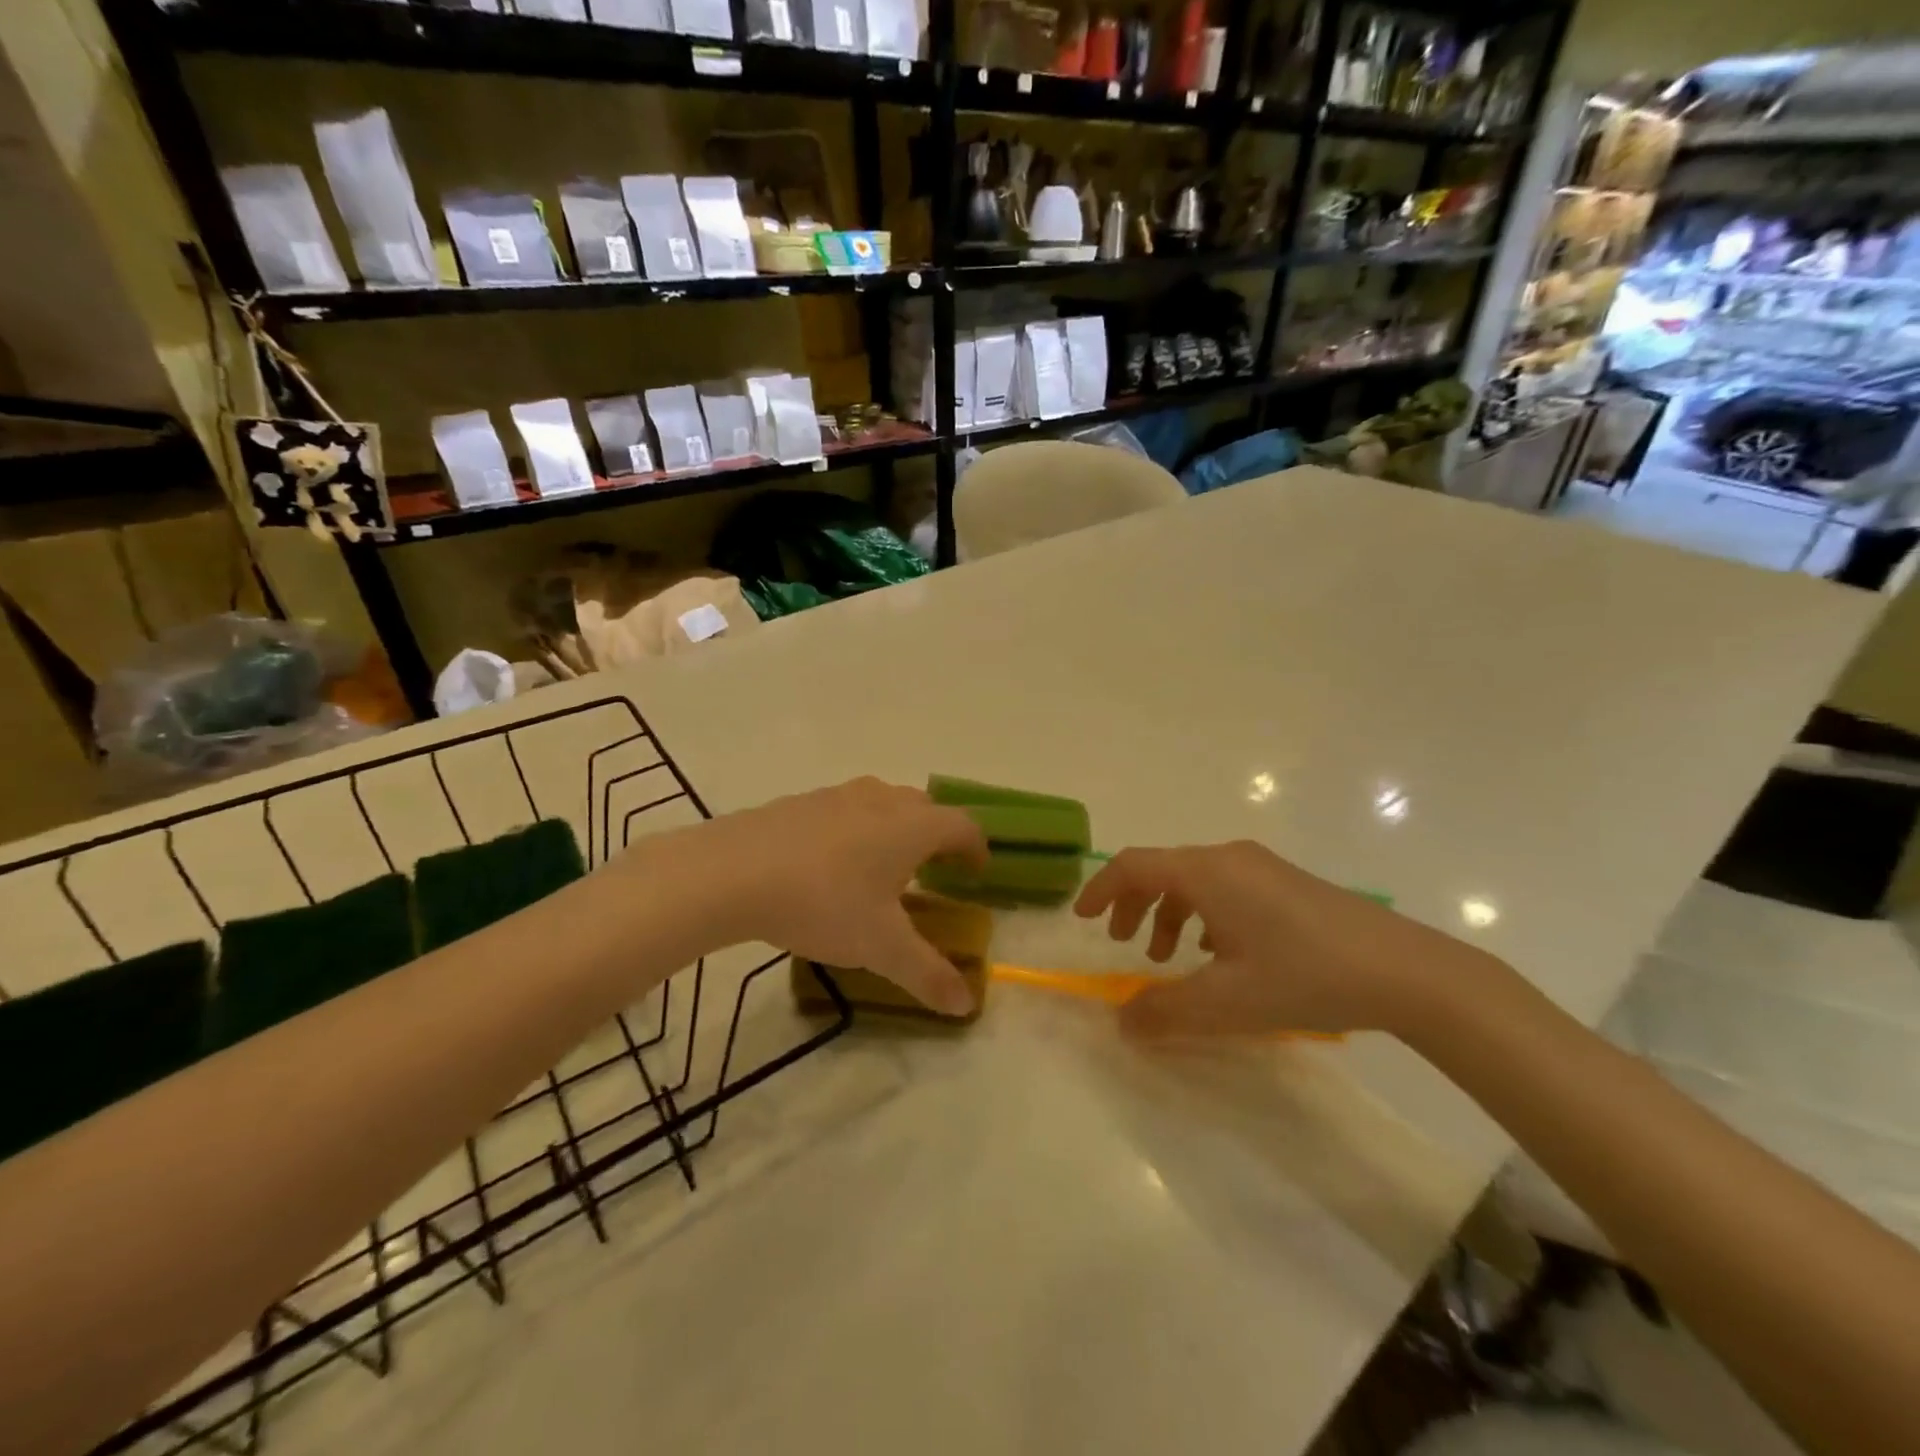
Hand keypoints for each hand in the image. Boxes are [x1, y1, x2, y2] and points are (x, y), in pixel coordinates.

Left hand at [682, 778, 988, 1015]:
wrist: (733, 872)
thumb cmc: (824, 903)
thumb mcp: (880, 946)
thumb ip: (927, 974)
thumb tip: (967, 1005)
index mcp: (912, 827)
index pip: (962, 826)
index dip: (976, 848)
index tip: (976, 871)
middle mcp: (881, 800)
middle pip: (925, 807)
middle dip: (937, 835)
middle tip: (933, 869)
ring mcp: (837, 796)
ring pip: (882, 802)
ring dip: (895, 827)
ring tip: (883, 864)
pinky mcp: (800, 802)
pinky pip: (843, 809)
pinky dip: (854, 829)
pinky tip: (831, 862)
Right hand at [1073, 841, 1496, 1038]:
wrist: (1405, 971)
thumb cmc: (1305, 976)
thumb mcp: (1227, 1002)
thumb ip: (1165, 1011)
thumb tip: (1121, 1021)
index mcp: (1206, 873)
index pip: (1133, 865)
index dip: (1101, 889)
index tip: (1083, 920)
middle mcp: (1229, 858)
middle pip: (1162, 869)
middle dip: (1134, 905)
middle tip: (1124, 943)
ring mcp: (1262, 867)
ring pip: (1195, 880)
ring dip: (1169, 913)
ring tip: (1171, 959)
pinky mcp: (1287, 882)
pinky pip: (1225, 887)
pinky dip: (1203, 914)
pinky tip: (1220, 954)